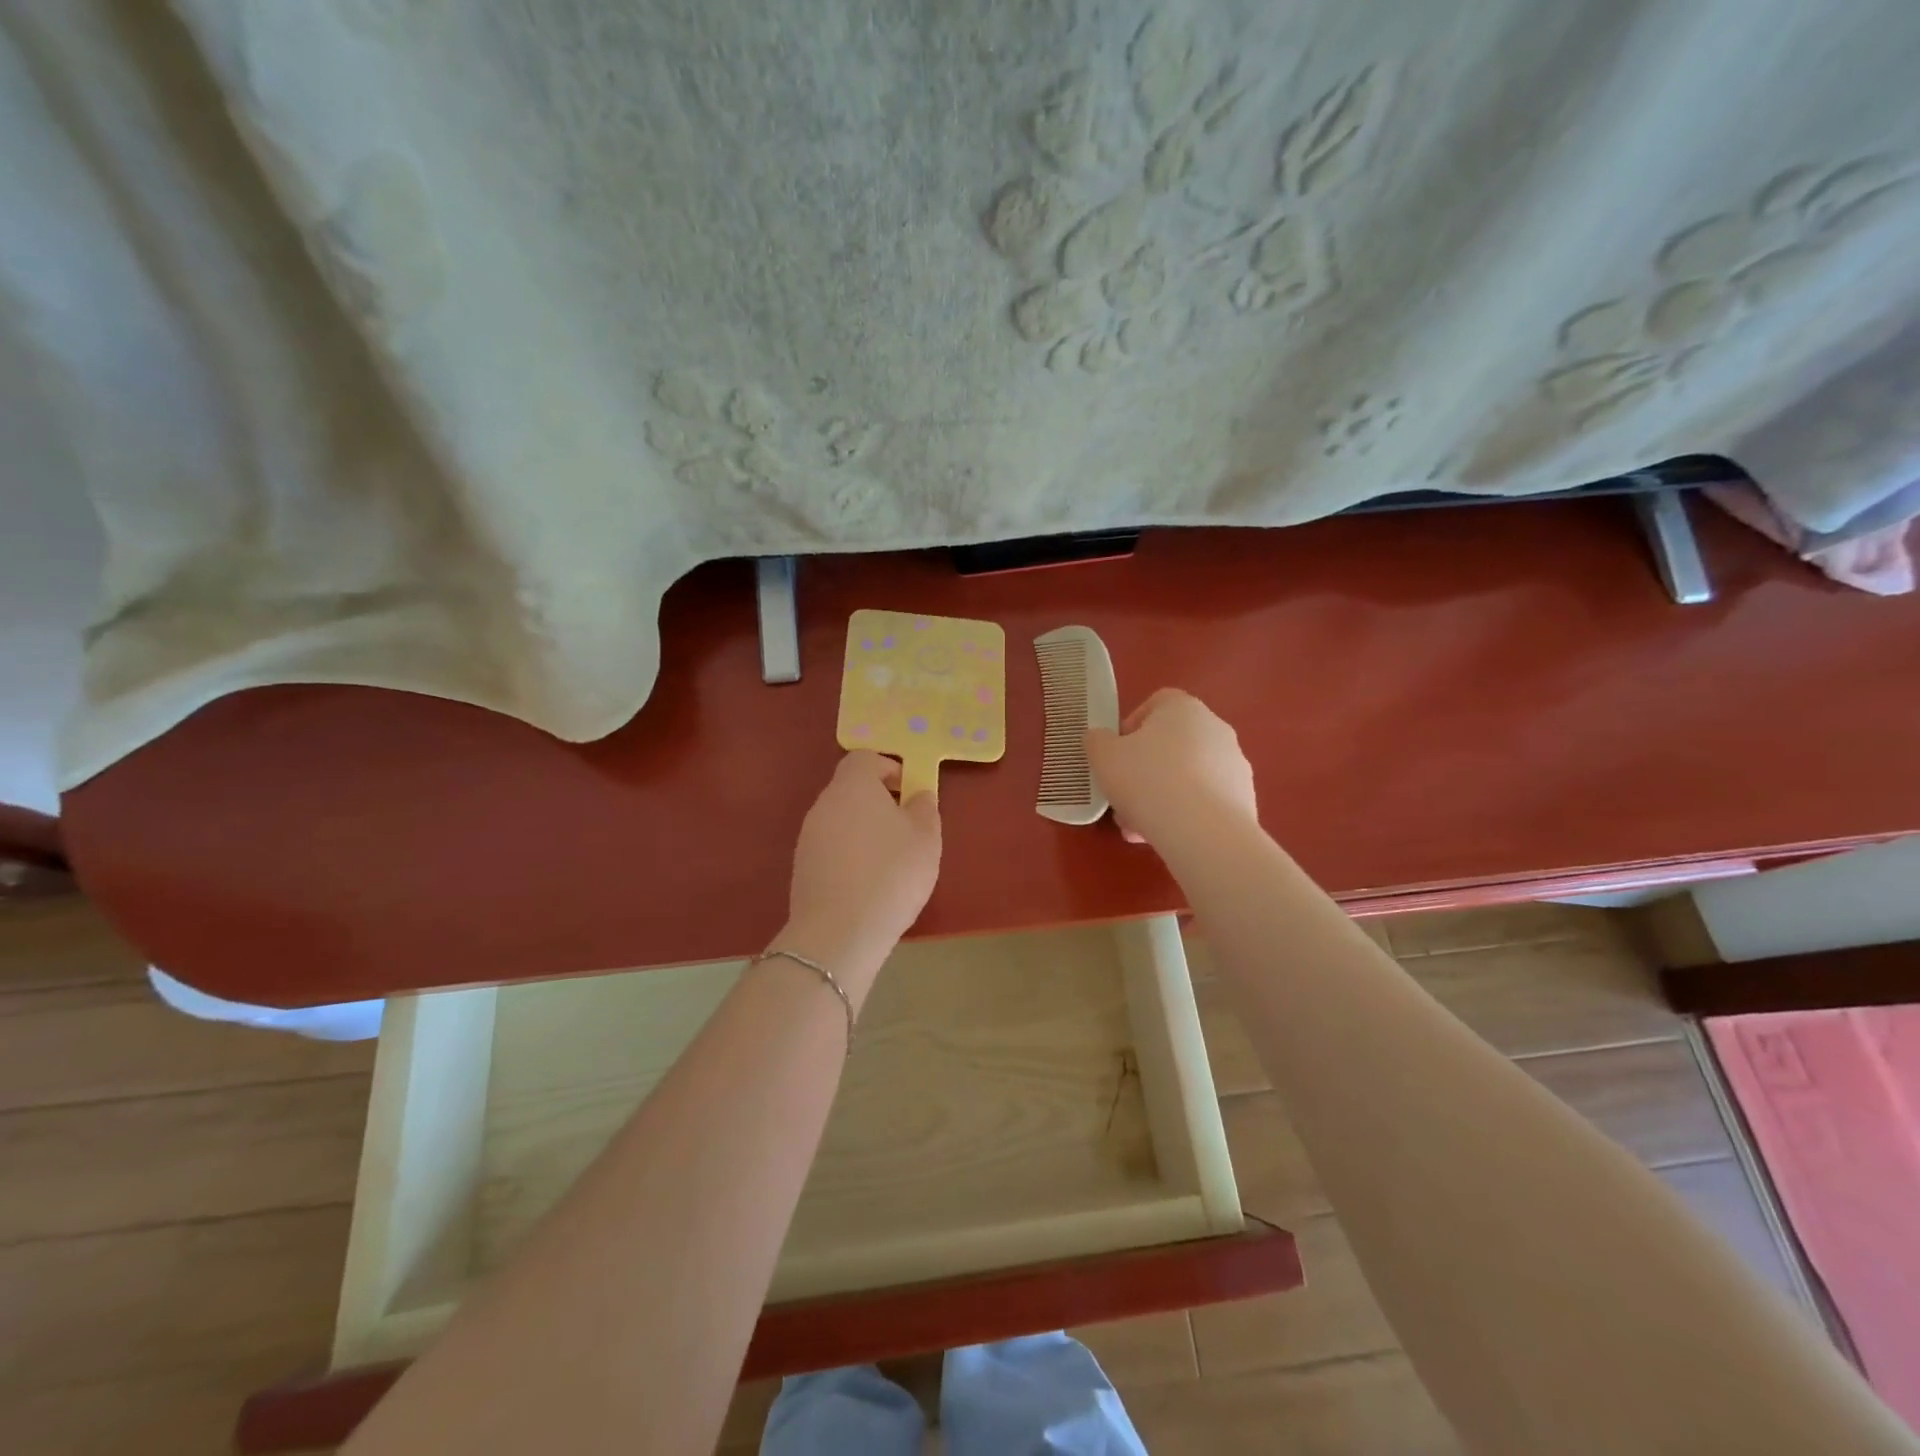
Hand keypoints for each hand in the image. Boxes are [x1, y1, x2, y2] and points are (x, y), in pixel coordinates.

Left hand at [782, 752, 941, 995]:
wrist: (839, 932)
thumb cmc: (891, 874)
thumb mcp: (926, 838)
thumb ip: (924, 809)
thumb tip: (917, 796)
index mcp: (853, 786)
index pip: (864, 758)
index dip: (888, 768)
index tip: (909, 790)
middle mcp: (824, 804)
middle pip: (850, 788)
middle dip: (878, 800)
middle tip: (906, 826)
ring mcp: (808, 836)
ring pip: (840, 819)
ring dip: (864, 829)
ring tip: (890, 859)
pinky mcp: (802, 867)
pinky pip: (831, 847)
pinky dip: (849, 854)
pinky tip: (869, 882)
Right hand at [1086, 688, 1257, 846]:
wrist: (1203, 831)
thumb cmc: (1147, 780)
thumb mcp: (1103, 756)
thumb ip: (1097, 741)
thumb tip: (1102, 739)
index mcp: (1183, 708)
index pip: (1155, 704)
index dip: (1130, 728)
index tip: (1116, 755)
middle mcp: (1215, 728)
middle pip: (1170, 745)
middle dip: (1143, 771)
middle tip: (1123, 797)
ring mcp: (1234, 764)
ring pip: (1186, 776)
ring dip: (1161, 796)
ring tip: (1137, 827)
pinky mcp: (1244, 798)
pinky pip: (1204, 801)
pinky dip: (1184, 814)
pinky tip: (1165, 836)